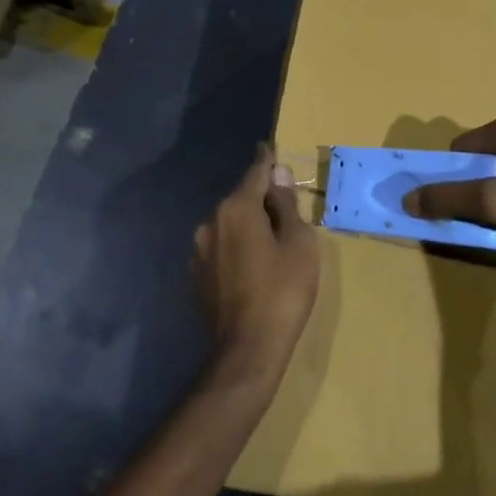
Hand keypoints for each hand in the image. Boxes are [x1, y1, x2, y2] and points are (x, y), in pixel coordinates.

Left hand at [193, 145, 320, 388]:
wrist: (248, 349)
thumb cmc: (283, 291)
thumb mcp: (298, 243)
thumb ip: (286, 204)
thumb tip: (278, 174)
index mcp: (237, 209)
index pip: (256, 172)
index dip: (267, 160)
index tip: (269, 147)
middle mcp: (211, 222)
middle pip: (242, 199)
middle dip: (262, 199)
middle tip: (286, 209)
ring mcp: (199, 251)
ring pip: (230, 225)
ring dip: (249, 226)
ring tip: (272, 243)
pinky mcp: (197, 276)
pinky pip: (222, 249)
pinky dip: (238, 248)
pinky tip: (254, 267)